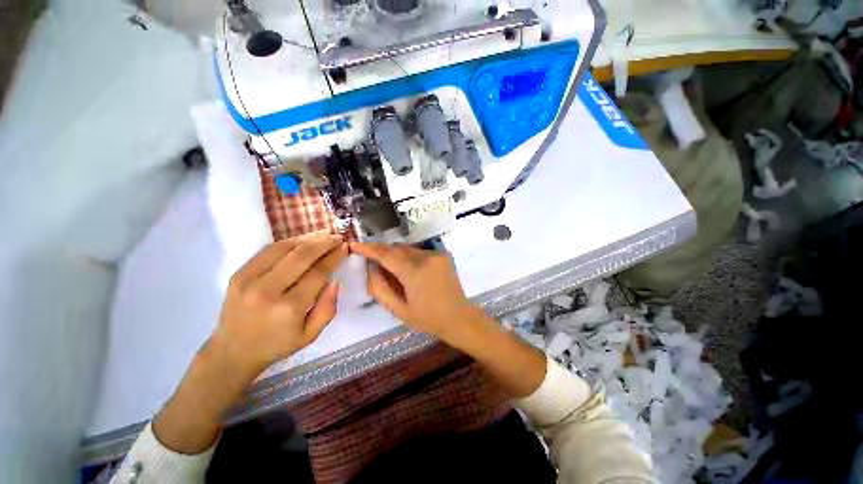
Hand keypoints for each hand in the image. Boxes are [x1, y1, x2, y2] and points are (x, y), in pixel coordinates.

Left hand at [213, 232, 348, 375]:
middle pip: (301, 256)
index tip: (345, 247)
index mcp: (289, 308)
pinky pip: (267, 251)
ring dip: (307, 238)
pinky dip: (288, 242)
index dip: (334, 257)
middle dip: (323, 243)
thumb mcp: (311, 335)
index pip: (318, 273)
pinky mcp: (238, 274)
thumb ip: (328, 309)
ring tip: (323, 234)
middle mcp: (268, 290)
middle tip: (337, 237)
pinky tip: (302, 240)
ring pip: (283, 248)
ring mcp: (249, 280)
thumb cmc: (277, 344)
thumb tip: (335, 281)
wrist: (232, 351)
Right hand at [349, 242, 477, 343]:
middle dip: (383, 253)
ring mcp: (436, 254)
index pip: (387, 254)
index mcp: (414, 272)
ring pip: (408, 249)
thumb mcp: (398, 309)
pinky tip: (410, 273)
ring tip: (394, 273)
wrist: (458, 316)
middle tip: (374, 265)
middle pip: (397, 249)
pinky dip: (409, 258)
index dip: (369, 248)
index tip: (355, 244)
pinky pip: (419, 252)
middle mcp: (426, 257)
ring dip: (397, 256)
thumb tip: (371, 267)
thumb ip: (379, 288)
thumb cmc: (427, 318)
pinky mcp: (442, 254)